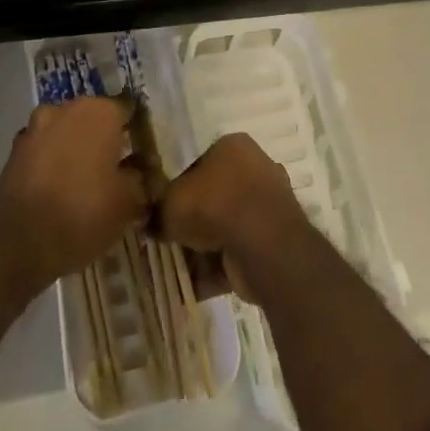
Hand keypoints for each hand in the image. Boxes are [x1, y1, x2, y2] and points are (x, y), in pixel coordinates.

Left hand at [0, 97, 148, 302]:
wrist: (15, 244)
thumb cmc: (83, 213)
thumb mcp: (130, 201)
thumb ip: (142, 176)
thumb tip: (142, 167)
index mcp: (98, 112)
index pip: (128, 108)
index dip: (137, 130)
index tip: (143, 153)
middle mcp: (64, 110)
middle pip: (94, 119)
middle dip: (105, 139)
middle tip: (118, 169)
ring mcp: (33, 130)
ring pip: (66, 134)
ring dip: (77, 150)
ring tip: (88, 184)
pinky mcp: (12, 154)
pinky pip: (44, 153)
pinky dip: (54, 165)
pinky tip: (61, 192)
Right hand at [159, 133, 311, 302]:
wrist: (260, 242)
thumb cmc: (213, 205)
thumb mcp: (170, 203)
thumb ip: (159, 209)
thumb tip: (153, 222)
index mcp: (234, 146)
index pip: (200, 165)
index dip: (179, 191)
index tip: (165, 213)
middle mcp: (257, 168)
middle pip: (216, 196)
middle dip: (195, 221)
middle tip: (173, 241)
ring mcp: (270, 203)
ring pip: (229, 226)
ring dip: (206, 247)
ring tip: (182, 267)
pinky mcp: (277, 236)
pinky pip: (241, 249)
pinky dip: (222, 266)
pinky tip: (199, 284)